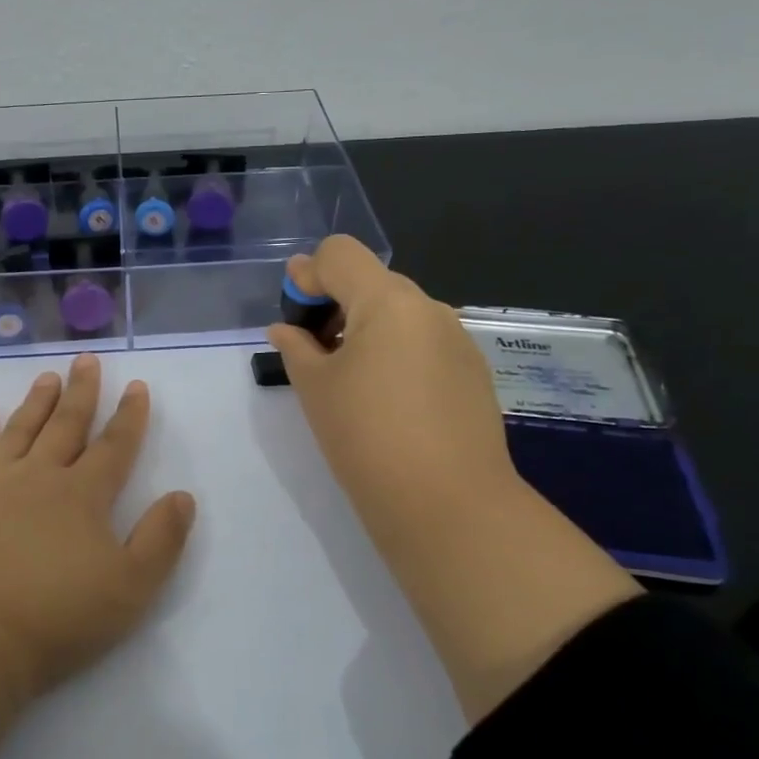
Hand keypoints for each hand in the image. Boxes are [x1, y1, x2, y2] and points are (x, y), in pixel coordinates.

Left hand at [0, 353, 195, 700]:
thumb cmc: (55, 618)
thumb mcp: (130, 588)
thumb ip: (161, 540)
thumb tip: (182, 496)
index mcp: (83, 496)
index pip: (114, 446)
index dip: (130, 416)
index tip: (137, 386)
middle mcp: (38, 477)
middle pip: (66, 425)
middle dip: (81, 392)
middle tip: (87, 360)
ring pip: (19, 431)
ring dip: (36, 403)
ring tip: (47, 377)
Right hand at [266, 236, 520, 559]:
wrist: (448, 505)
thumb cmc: (366, 437)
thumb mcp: (315, 387)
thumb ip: (295, 346)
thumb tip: (286, 327)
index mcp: (387, 301)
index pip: (339, 253)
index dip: (307, 274)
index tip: (293, 315)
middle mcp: (428, 307)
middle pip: (371, 280)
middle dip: (335, 302)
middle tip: (312, 349)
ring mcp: (457, 339)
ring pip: (399, 312)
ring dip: (365, 327)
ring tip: (347, 378)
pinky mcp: (472, 371)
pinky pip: (423, 341)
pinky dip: (395, 351)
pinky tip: (386, 398)